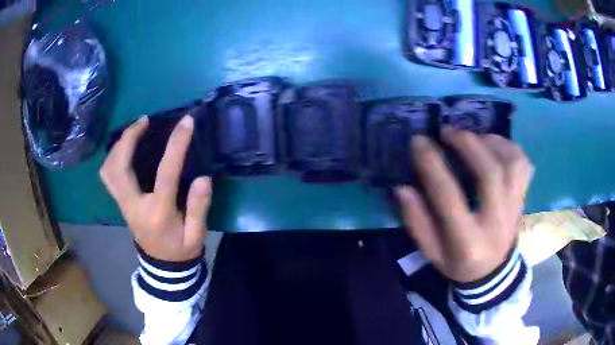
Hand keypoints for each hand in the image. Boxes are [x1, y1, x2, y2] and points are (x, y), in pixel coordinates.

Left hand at [100, 115, 211, 261]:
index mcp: (157, 213)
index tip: (186, 122)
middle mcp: (133, 205)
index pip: (165, 173)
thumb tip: (203, 178)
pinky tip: (124, 147)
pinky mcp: (120, 203)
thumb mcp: (196, 236)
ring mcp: (123, 204)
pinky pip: (108, 175)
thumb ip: (199, 208)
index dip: (176, 145)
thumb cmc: (180, 250)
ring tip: (134, 130)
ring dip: (118, 145)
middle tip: (145, 120)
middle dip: (129, 138)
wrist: (162, 266)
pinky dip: (113, 156)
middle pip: (119, 167)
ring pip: (108, 170)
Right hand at [396, 129, 532, 282]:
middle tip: (448, 132)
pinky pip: (523, 164)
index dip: (432, 165)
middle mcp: (496, 223)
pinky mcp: (523, 199)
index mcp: (467, 242)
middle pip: (490, 173)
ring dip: (491, 142)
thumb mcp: (431, 252)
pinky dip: (509, 147)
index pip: (449, 197)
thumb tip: (403, 188)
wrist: (492, 272)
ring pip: (512, 164)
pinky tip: (493, 145)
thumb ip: (417, 221)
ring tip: (473, 137)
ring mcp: (514, 209)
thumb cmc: (458, 263)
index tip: (419, 142)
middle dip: (467, 144)